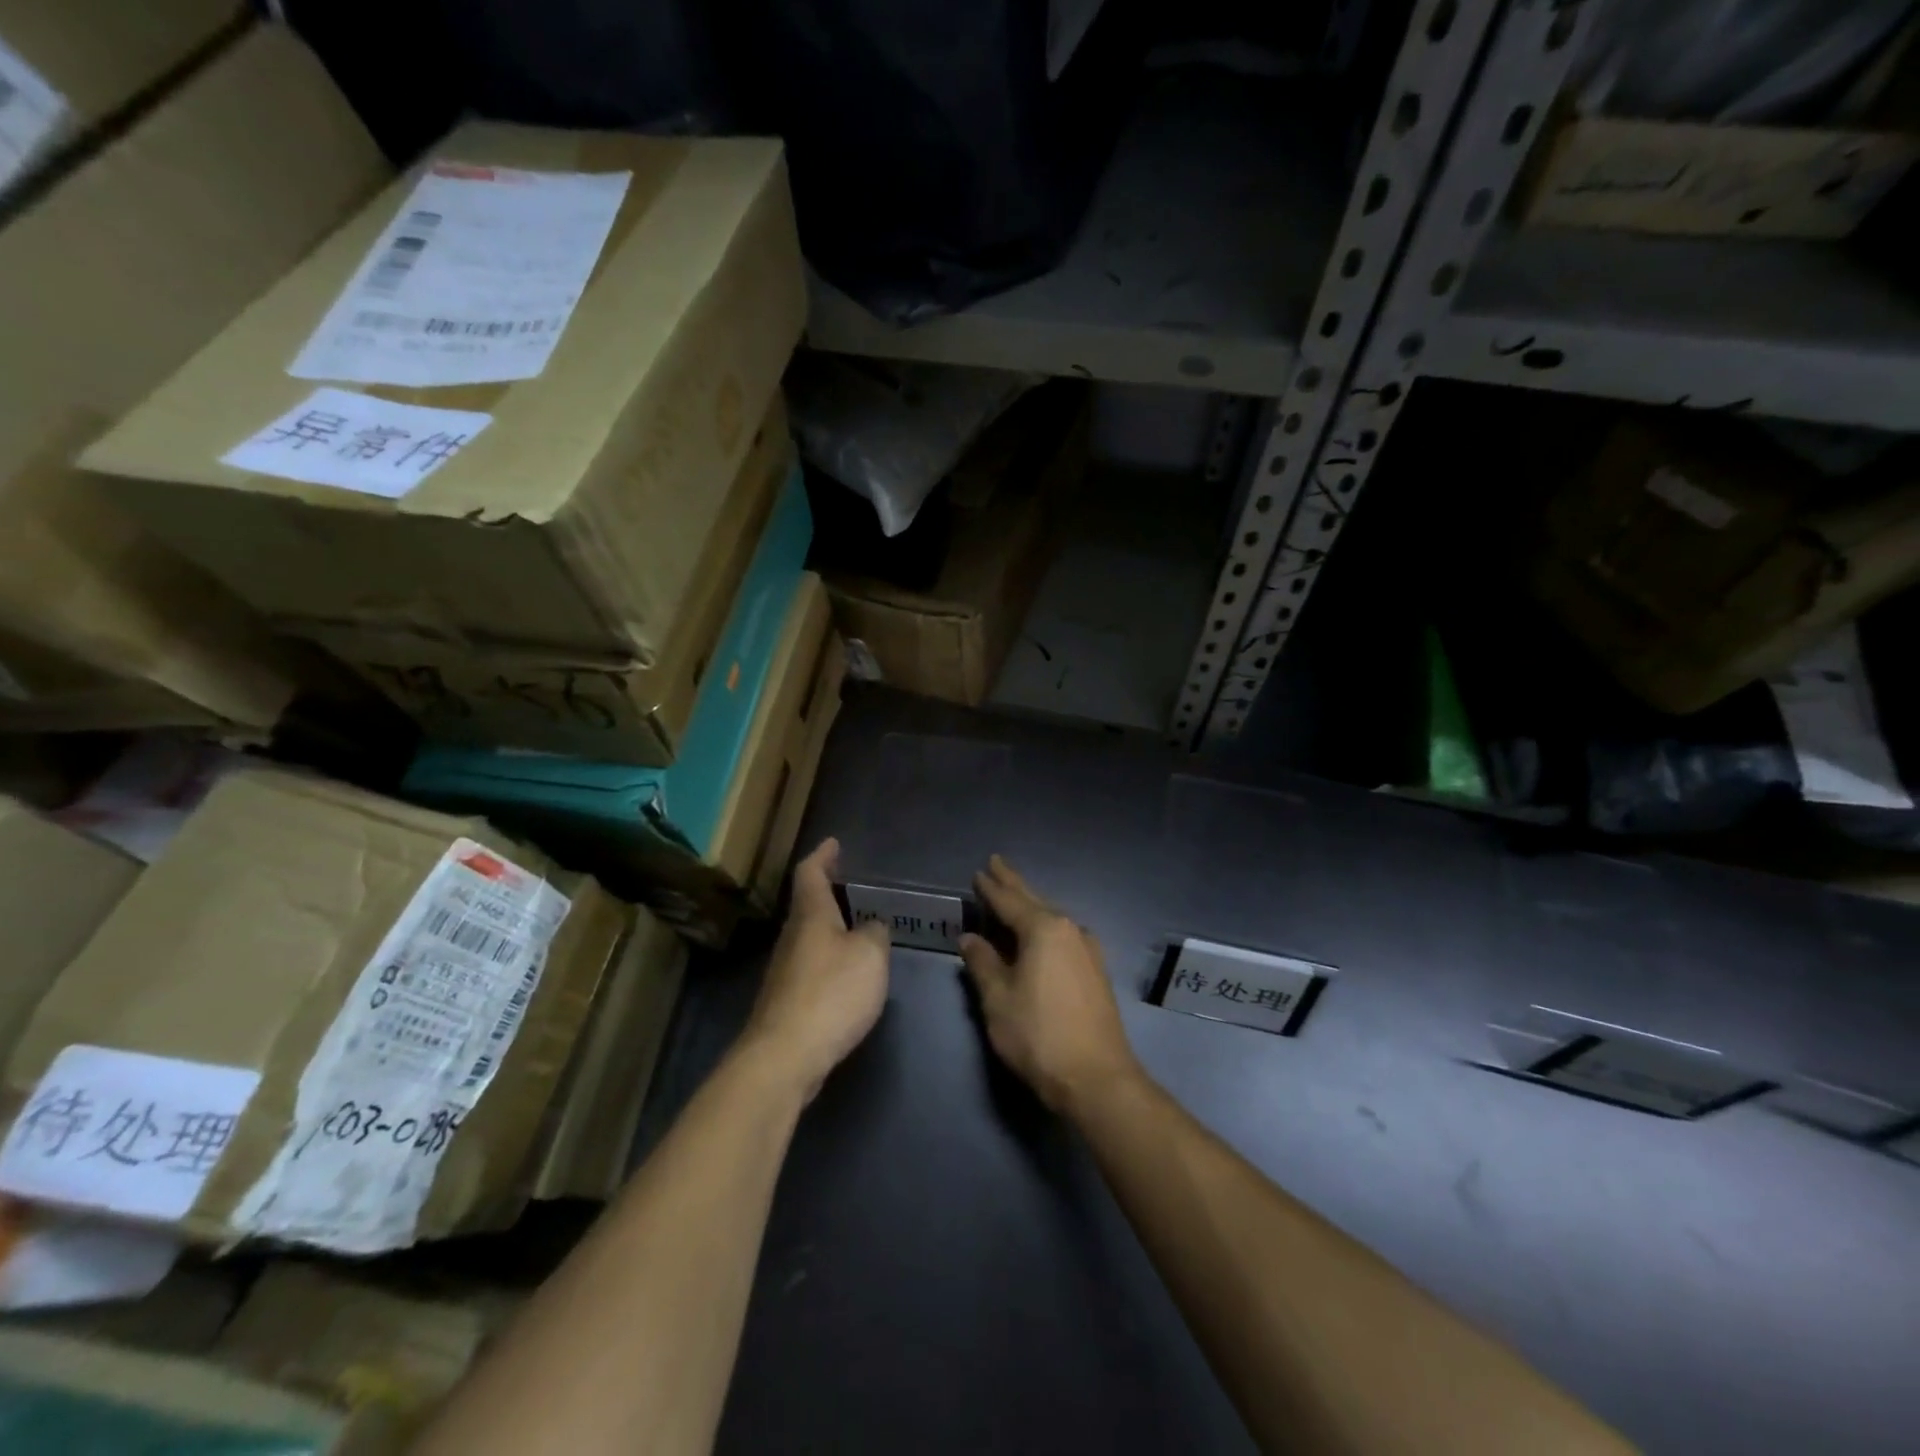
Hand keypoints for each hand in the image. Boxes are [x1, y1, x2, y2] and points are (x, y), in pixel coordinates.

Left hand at [743, 838, 890, 1099]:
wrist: (785, 1056)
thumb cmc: (831, 993)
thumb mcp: (870, 956)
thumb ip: (875, 934)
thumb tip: (871, 928)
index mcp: (811, 916)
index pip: (810, 874)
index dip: (822, 856)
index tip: (833, 843)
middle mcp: (792, 937)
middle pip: (807, 906)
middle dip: (827, 893)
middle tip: (851, 887)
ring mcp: (785, 971)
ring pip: (808, 937)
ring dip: (829, 928)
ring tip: (857, 929)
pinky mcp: (786, 1002)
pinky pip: (811, 966)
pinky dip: (829, 959)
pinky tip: (847, 975)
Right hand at [959, 856, 1139, 1114]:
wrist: (1097, 1078)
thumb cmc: (1039, 1035)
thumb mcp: (998, 999)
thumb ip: (983, 963)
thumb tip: (970, 937)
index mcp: (1044, 929)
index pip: (1009, 901)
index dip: (991, 888)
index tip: (979, 871)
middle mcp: (1069, 930)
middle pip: (1035, 900)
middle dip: (1014, 883)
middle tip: (997, 864)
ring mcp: (1088, 950)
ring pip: (1052, 917)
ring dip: (1030, 904)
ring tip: (1013, 895)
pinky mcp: (1095, 971)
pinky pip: (1063, 935)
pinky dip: (1044, 926)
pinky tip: (1041, 933)